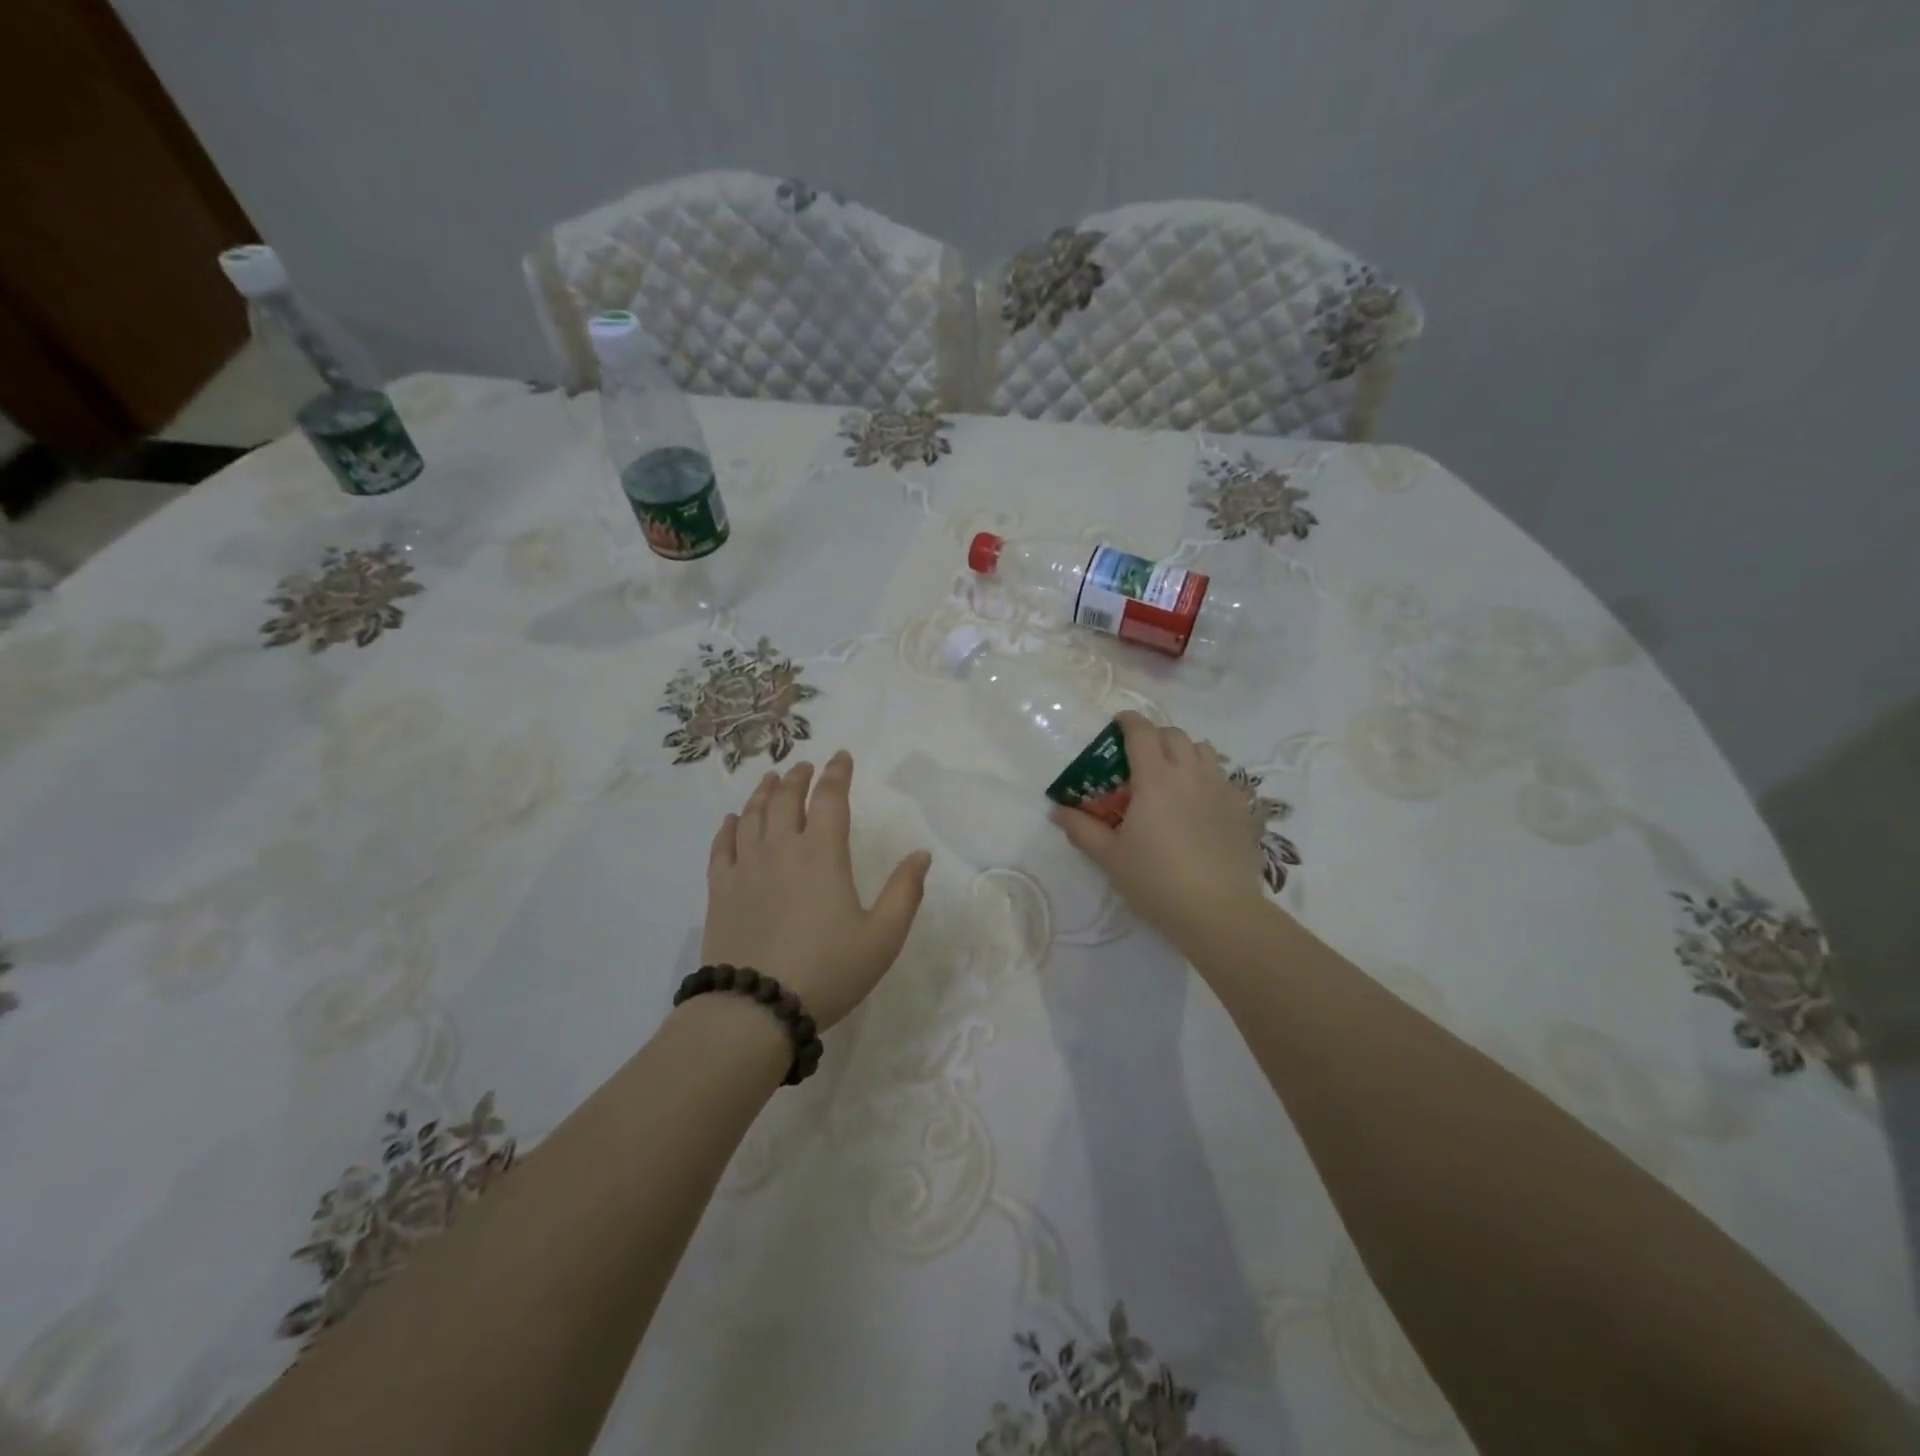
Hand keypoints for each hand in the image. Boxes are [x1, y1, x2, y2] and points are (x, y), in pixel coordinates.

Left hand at [703, 750, 931, 1029]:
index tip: (841, 757)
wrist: (755, 1009)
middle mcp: (781, 850)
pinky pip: (723, 847)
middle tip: (803, 766)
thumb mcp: (882, 938)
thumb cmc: (827, 971)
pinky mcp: (720, 891)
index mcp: (822, 855)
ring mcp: (746, 868)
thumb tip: (921, 854)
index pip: (831, 799)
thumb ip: (905, 892)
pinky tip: (733, 821)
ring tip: (771, 779)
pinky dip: (729, 828)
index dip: (837, 774)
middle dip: (798, 778)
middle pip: (787, 800)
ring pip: (753, 816)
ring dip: (764, 793)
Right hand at [1051, 711, 1265, 952]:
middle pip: (1174, 735)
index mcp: (1155, 779)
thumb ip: (1082, 829)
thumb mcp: (1110, 857)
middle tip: (1139, 755)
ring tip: (1172, 774)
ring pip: (1204, 750)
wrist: (1219, 911)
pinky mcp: (1241, 808)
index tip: (1118, 723)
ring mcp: (1220, 789)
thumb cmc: (1156, 881)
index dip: (1128, 722)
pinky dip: (1206, 775)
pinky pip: (1222, 776)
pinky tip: (1198, 801)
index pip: (1142, 733)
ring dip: (1184, 751)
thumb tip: (1057, 810)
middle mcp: (1190, 774)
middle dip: (1155, 736)